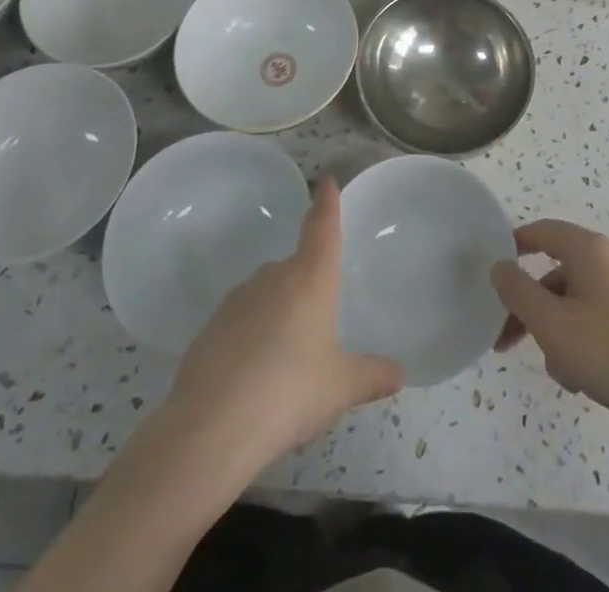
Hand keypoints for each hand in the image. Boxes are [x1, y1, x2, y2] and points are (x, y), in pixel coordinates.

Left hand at [167, 178, 403, 468]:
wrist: (211, 428)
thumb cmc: (290, 392)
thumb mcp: (341, 388)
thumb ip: (372, 375)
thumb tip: (399, 372)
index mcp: (310, 278)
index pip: (322, 226)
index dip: (326, 203)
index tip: (327, 181)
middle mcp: (273, 277)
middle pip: (295, 268)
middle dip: (307, 288)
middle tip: (319, 324)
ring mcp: (237, 300)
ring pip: (267, 297)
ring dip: (278, 316)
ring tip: (287, 363)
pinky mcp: (209, 329)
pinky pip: (241, 324)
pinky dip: (251, 340)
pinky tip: (255, 380)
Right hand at [490, 220, 608, 434]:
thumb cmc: (608, 353)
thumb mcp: (550, 324)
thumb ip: (517, 290)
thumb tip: (500, 266)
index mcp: (590, 249)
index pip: (543, 231)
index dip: (514, 246)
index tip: (494, 271)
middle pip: (558, 272)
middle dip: (531, 306)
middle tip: (507, 339)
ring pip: (578, 299)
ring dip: (557, 329)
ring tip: (559, 371)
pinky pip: (600, 315)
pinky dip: (583, 337)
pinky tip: (583, 377)